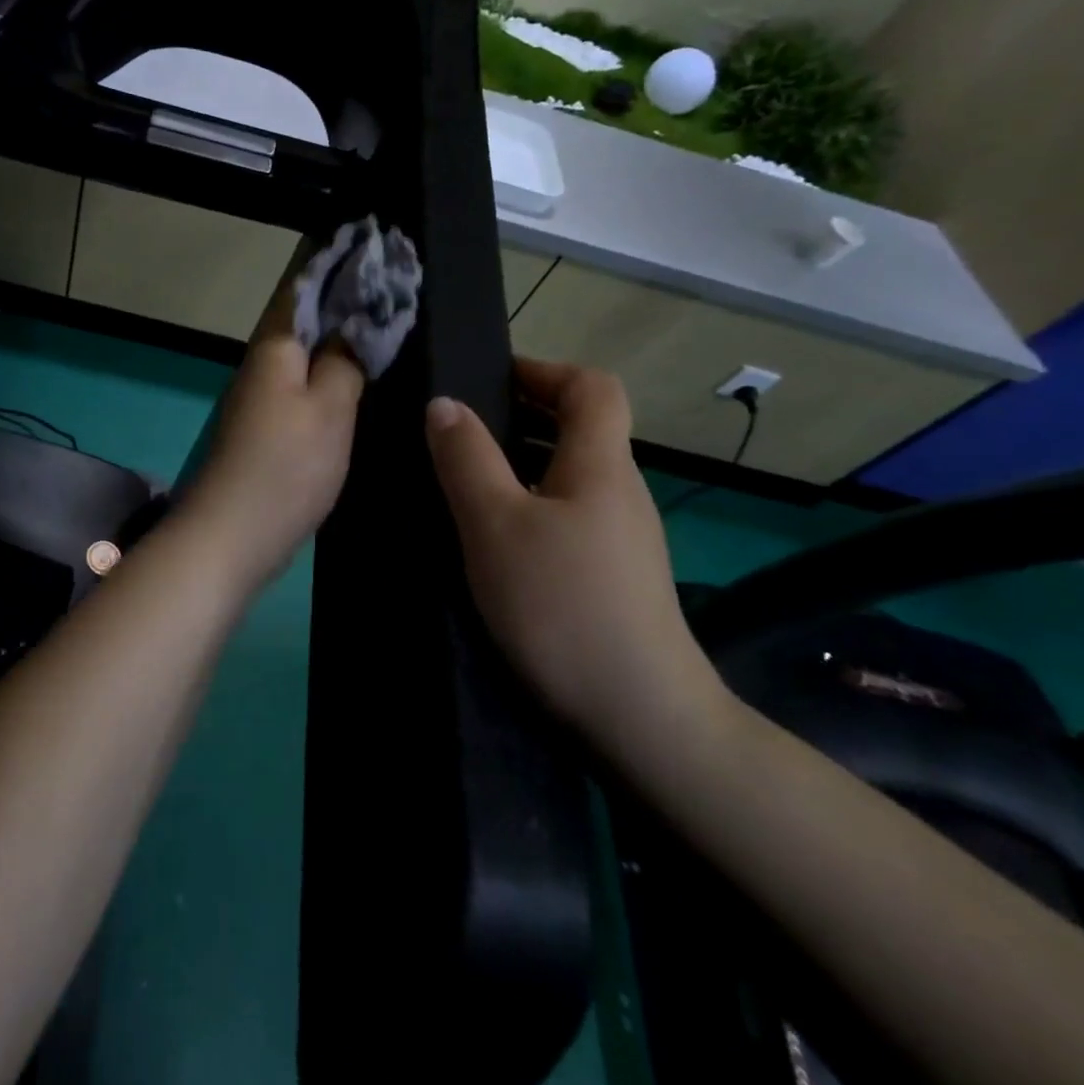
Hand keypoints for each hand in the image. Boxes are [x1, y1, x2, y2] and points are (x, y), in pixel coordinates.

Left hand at [181, 280, 364, 587]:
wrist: (232, 535)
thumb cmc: (286, 467)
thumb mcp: (330, 410)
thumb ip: (346, 361)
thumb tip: (355, 326)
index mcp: (275, 347)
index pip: (306, 285)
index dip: (339, 262)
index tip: (375, 242)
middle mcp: (262, 364)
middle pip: (304, 317)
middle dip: (343, 296)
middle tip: (393, 282)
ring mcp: (260, 398)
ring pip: (303, 352)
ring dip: (337, 334)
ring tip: (382, 321)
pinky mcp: (265, 430)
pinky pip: (301, 385)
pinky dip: (328, 372)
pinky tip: (352, 377)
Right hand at [424, 359, 729, 764]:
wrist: (639, 715)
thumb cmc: (561, 604)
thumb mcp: (495, 525)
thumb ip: (467, 459)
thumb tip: (444, 403)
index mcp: (601, 465)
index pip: (592, 387)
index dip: (544, 370)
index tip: (489, 378)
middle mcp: (620, 492)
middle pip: (582, 429)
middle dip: (522, 416)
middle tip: (459, 431)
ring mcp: (622, 538)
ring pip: (570, 476)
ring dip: (521, 464)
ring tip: (464, 481)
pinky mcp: (614, 576)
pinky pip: (569, 516)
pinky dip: (530, 506)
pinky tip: (494, 539)